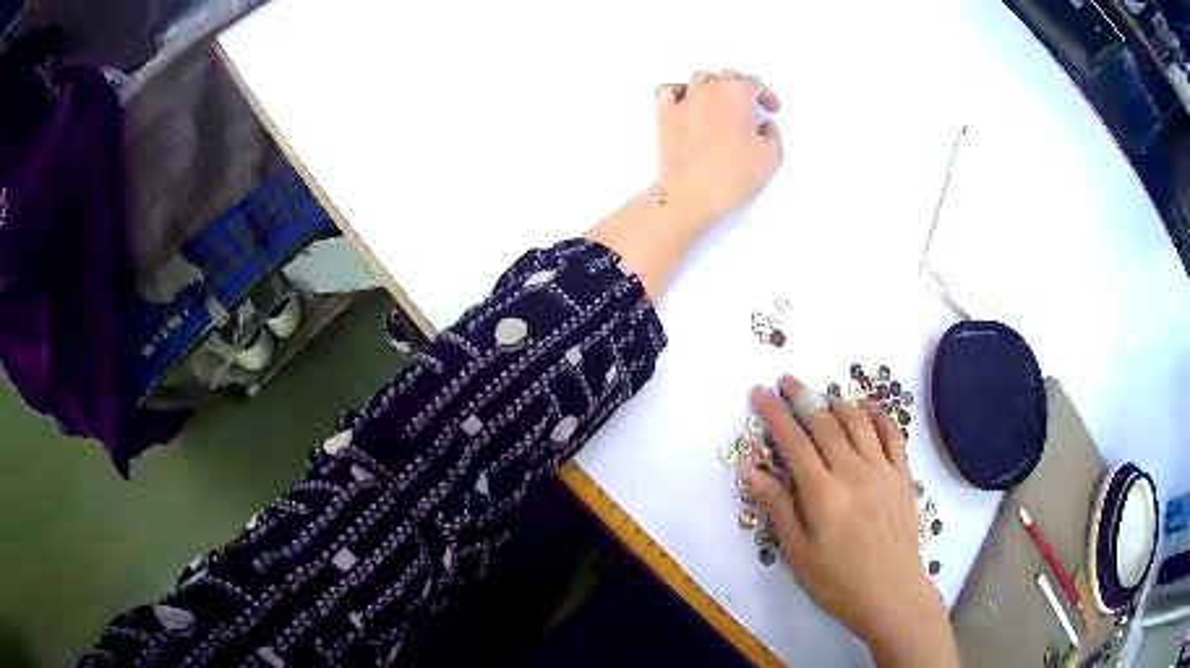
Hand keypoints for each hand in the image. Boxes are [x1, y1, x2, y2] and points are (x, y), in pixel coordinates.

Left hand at [656, 71, 783, 229]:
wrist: (693, 196)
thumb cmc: (733, 176)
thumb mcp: (772, 157)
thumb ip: (773, 134)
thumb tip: (765, 127)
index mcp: (737, 94)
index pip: (754, 84)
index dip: (766, 95)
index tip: (771, 108)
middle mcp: (709, 90)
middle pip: (727, 77)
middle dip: (742, 88)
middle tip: (750, 105)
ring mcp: (684, 101)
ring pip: (700, 79)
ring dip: (714, 87)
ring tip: (722, 103)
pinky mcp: (664, 116)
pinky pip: (669, 91)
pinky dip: (680, 92)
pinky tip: (688, 102)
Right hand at [743, 376, 959, 667]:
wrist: (891, 593)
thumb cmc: (837, 581)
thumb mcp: (798, 553)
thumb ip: (777, 507)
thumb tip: (750, 469)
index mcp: (823, 494)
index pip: (793, 442)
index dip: (774, 414)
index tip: (759, 392)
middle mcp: (853, 471)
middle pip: (825, 423)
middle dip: (802, 397)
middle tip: (786, 381)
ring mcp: (882, 469)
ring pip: (857, 421)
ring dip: (836, 401)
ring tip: (821, 395)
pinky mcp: (902, 474)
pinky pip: (891, 433)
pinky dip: (877, 413)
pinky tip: (866, 406)